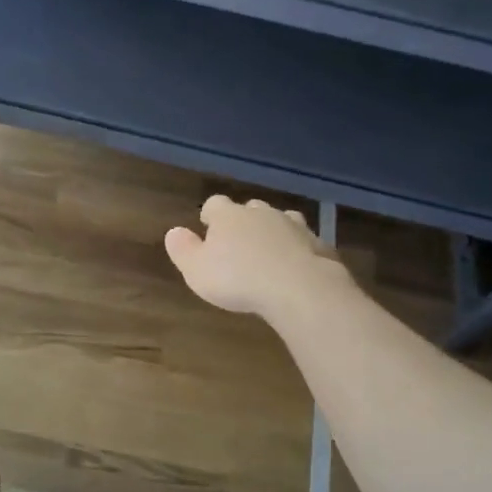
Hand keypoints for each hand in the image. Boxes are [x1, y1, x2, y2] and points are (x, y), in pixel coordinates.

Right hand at [164, 195, 350, 319]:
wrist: (299, 287)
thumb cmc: (238, 279)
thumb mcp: (197, 270)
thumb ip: (183, 249)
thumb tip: (174, 232)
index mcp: (229, 216)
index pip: (214, 204)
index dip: (210, 215)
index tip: (208, 228)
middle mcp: (261, 212)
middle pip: (249, 208)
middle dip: (243, 222)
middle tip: (238, 245)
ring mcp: (293, 225)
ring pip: (280, 220)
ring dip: (272, 232)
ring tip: (268, 253)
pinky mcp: (317, 243)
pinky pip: (303, 241)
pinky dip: (297, 249)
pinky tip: (295, 267)